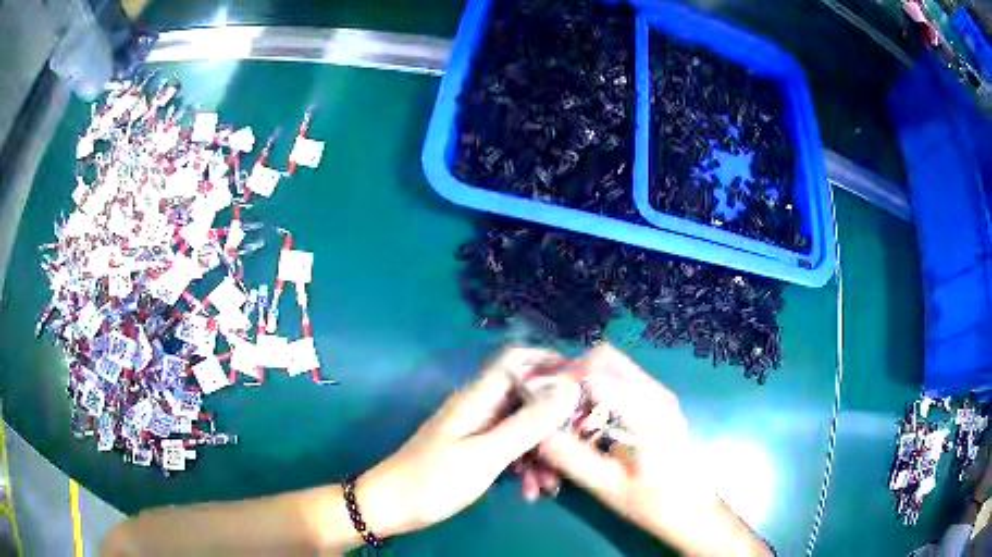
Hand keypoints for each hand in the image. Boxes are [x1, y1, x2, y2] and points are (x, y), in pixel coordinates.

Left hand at [355, 347, 581, 536]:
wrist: (390, 507)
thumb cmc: (434, 479)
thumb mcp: (486, 455)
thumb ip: (527, 423)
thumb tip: (567, 388)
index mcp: (478, 397)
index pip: (518, 360)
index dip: (551, 363)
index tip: (584, 383)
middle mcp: (479, 407)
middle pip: (526, 397)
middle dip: (554, 421)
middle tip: (578, 445)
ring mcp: (476, 430)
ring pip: (520, 429)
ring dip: (540, 453)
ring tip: (551, 485)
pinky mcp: (473, 451)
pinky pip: (508, 450)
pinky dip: (523, 466)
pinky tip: (531, 491)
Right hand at [538, 344, 769, 555]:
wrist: (690, 509)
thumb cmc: (652, 503)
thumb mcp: (606, 486)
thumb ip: (569, 457)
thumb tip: (535, 431)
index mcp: (648, 412)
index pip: (596, 370)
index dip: (559, 379)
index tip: (535, 400)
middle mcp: (656, 393)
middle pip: (604, 357)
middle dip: (569, 376)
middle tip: (548, 406)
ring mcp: (659, 394)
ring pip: (612, 366)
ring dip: (582, 383)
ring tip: (566, 419)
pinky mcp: (656, 402)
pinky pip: (620, 381)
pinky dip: (596, 392)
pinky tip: (588, 425)